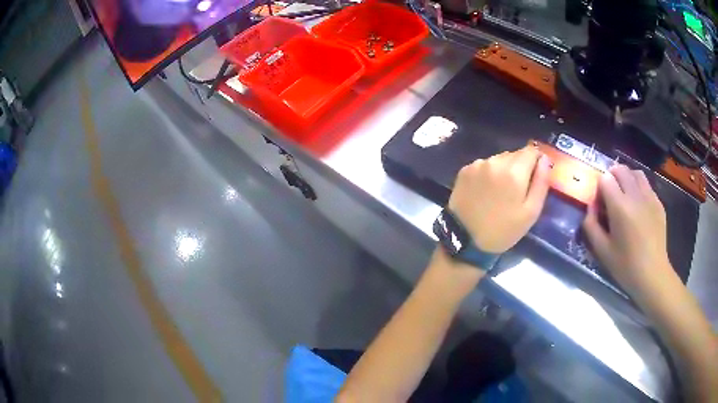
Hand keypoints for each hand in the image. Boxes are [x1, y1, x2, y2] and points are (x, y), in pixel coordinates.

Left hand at [449, 146, 550, 253]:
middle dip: (520, 167)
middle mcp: (495, 161)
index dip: (537, 161)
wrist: (464, 240)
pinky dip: (488, 173)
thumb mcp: (531, 212)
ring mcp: (477, 164)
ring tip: (500, 193)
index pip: (532, 151)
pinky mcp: (464, 170)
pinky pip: (484, 165)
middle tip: (517, 190)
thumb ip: (541, 183)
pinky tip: (485, 191)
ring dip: (504, 169)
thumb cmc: (503, 230)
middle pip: (515, 154)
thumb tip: (545, 160)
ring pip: (499, 159)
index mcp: (514, 171)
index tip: (536, 175)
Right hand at [582, 165, 671, 292]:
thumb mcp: (601, 250)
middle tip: (610, 196)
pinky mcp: (658, 203)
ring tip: (625, 195)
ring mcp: (650, 197)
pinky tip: (638, 207)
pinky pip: (646, 185)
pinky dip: (639, 188)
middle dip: (612, 177)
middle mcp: (636, 196)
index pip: (605, 179)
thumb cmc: (625, 266)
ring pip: (636, 173)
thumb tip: (591, 206)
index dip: (600, 188)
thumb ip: (591, 225)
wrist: (652, 275)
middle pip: (621, 169)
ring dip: (627, 178)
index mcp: (620, 207)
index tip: (601, 204)